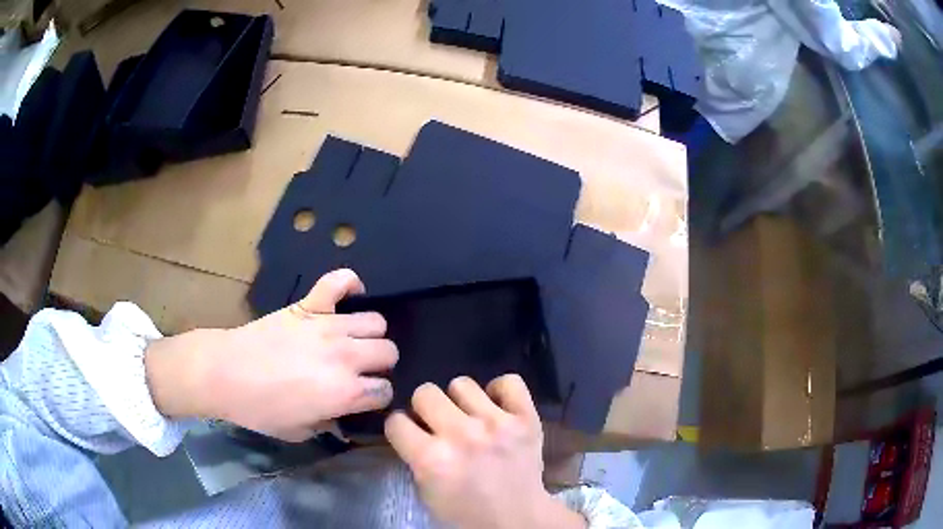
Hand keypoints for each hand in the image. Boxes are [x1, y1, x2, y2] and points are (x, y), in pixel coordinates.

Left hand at [146, 269, 397, 441]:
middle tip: (360, 371)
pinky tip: (348, 297)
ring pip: (376, 321)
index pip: (384, 391)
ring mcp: (328, 326)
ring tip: (351, 342)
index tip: (364, 399)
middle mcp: (345, 356)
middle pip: (389, 352)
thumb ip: (329, 424)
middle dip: (379, 365)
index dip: (377, 397)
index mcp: (345, 392)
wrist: (226, 373)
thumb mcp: (299, 432)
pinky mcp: (309, 305)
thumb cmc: (260, 409)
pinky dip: (349, 285)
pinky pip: (339, 282)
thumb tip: (342, 416)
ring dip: (369, 334)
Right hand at [385, 375, 585, 528]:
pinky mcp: (527, 418)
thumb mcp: (425, 491)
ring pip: (461, 384)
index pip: (396, 420)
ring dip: (461, 402)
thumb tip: (414, 427)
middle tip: (439, 425)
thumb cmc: (465, 511)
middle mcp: (462, 435)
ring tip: (470, 419)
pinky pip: (509, 381)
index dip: (401, 428)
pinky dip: (501, 392)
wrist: (517, 518)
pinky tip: (497, 408)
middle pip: (425, 392)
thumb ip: (414, 456)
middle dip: (426, 409)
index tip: (411, 435)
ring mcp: (497, 424)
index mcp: (432, 459)